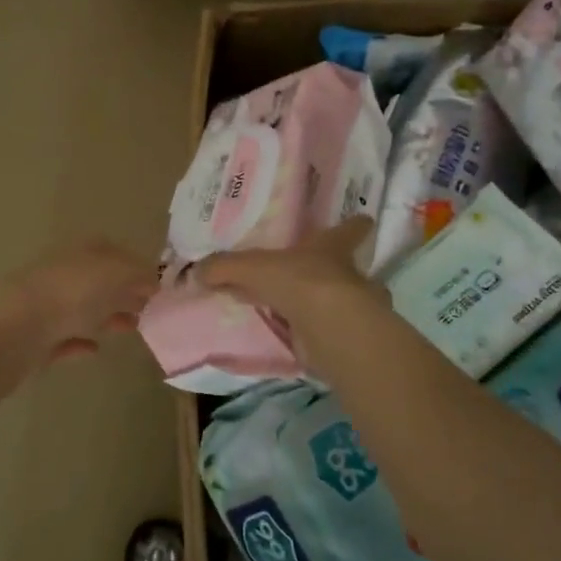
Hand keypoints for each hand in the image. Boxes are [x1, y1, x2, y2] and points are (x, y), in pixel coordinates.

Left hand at [7, 241, 157, 361]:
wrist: (15, 330)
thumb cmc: (70, 294)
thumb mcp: (115, 274)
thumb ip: (139, 275)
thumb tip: (155, 281)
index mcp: (79, 253)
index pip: (112, 252)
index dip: (136, 266)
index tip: (158, 286)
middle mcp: (61, 275)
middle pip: (98, 282)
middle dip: (123, 293)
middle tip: (150, 310)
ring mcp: (45, 307)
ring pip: (81, 309)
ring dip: (106, 317)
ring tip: (132, 329)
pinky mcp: (35, 340)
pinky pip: (63, 339)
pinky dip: (80, 343)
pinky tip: (95, 350)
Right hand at [195, 217, 379, 331]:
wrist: (330, 328)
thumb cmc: (300, 282)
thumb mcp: (252, 267)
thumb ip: (225, 267)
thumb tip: (196, 271)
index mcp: (332, 248)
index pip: (351, 230)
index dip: (356, 225)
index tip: (365, 219)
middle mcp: (349, 275)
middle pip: (348, 268)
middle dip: (335, 271)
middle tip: (312, 273)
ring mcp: (354, 308)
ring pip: (343, 303)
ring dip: (326, 307)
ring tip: (300, 312)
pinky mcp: (347, 339)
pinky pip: (329, 334)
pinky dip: (317, 337)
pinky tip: (298, 341)